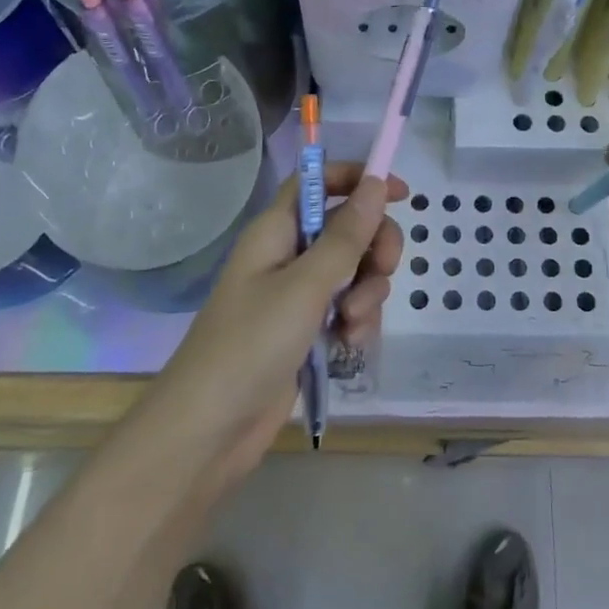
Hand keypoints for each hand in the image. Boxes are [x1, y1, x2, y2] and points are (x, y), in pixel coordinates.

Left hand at [151, 164, 405, 474]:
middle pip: (348, 228)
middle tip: (383, 269)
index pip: (319, 182)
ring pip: (354, 271)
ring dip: (366, 293)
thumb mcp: (305, 286)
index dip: (358, 179)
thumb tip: (376, 183)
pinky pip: (347, 308)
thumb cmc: (251, 344)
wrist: (209, 430)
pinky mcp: (307, 330)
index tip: (400, 194)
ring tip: (350, 324)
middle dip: (374, 247)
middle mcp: (288, 255)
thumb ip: (346, 236)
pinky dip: (355, 321)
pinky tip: (347, 345)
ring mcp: (297, 295)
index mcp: (277, 231)